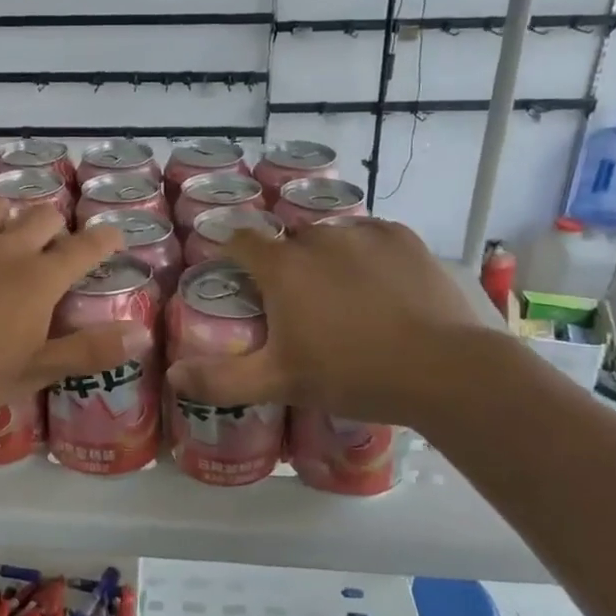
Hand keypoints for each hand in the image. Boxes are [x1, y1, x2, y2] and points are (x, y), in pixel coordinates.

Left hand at [0, 195, 128, 420]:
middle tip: (52, 248)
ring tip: (3, 235)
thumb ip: (89, 351)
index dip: (105, 238)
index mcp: (40, 278)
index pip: (85, 247)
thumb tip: (142, 336)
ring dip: (7, 216)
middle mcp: (7, 248)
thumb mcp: (35, 370)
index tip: (114, 234)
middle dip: (55, 226)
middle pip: (43, 216)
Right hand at [166, 218, 495, 426]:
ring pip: (329, 237)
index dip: (232, 254)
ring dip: (324, 258)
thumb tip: (173, 375)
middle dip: (283, 264)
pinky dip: (364, 254)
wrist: (442, 370)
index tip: (235, 276)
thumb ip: (221, 379)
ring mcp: (364, 233)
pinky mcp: (403, 238)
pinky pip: (370, 237)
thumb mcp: (280, 383)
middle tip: (294, 304)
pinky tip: (378, 286)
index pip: (240, 241)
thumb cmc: (352, 374)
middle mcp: (317, 237)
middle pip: (286, 241)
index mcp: (282, 266)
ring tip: (341, 297)